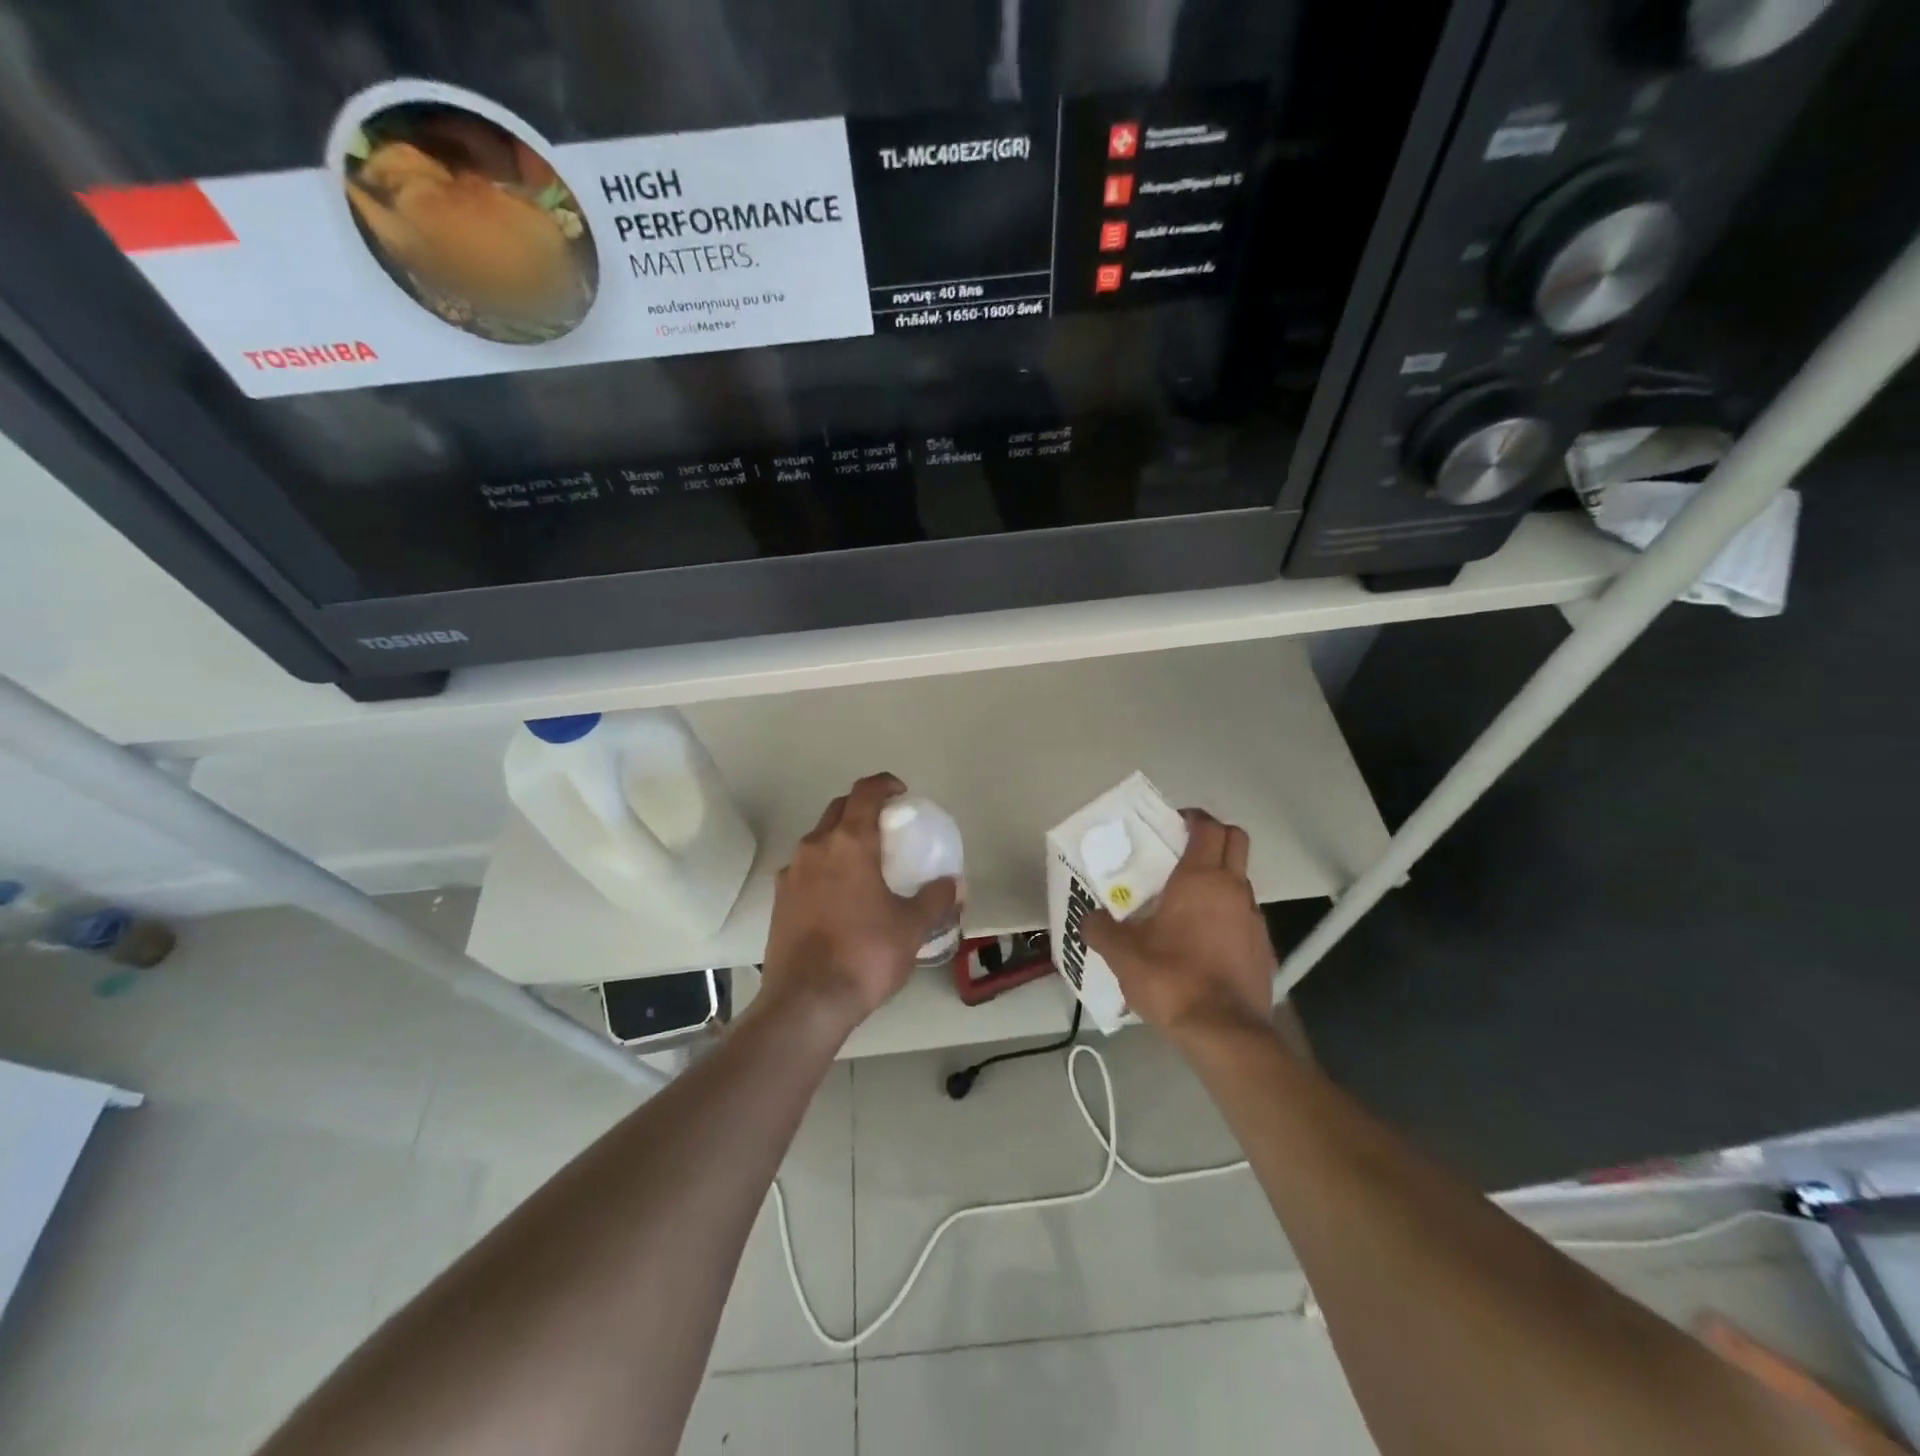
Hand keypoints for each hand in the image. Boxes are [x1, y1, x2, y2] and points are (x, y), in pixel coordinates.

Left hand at [761, 773, 958, 1033]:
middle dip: (863, 807)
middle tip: (887, 826)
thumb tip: (955, 884)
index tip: (901, 794)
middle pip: (839, 809)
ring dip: (841, 837)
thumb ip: (935, 899)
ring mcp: (791, 872)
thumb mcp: (911, 927)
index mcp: (849, 842)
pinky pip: (805, 867)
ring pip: (818, 838)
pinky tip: (839, 895)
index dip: (884, 784)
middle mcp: (815, 847)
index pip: (865, 792)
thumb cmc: (865, 954)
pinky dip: (824, 867)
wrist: (806, 1001)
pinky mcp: (779, 898)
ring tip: (864, 862)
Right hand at [1084, 810, 1277, 1047]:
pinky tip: (1203, 943)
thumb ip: (1101, 929)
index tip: (1172, 824)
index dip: (1192, 818)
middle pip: (1235, 841)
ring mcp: (1254, 919)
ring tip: (1186, 904)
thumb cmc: (1171, 979)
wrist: (1224, 1033)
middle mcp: (1234, 889)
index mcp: (1200, 879)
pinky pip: (1244, 917)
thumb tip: (1090, 918)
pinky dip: (1227, 916)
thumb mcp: (1122, 954)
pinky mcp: (1264, 949)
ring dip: (1219, 879)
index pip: (1208, 827)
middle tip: (1182, 852)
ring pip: (1240, 880)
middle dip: (1213, 837)